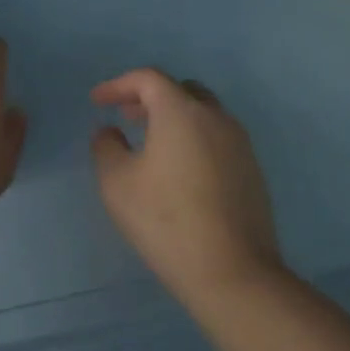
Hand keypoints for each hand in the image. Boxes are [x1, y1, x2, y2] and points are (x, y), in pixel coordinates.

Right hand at [90, 68, 281, 288]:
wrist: (232, 271)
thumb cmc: (165, 220)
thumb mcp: (117, 183)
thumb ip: (106, 147)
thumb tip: (110, 132)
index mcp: (182, 112)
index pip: (148, 79)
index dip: (118, 85)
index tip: (97, 102)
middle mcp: (216, 118)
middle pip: (181, 90)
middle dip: (149, 97)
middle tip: (126, 116)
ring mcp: (240, 144)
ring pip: (203, 114)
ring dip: (174, 118)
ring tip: (150, 143)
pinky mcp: (252, 170)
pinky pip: (217, 138)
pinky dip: (193, 138)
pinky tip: (179, 169)